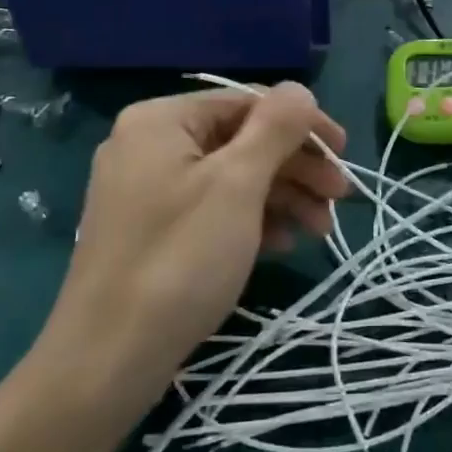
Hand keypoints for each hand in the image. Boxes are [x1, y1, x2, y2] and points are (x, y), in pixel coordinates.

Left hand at [37, 84, 348, 408]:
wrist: (106, 361)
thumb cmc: (179, 260)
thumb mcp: (236, 184)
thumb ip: (275, 127)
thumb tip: (299, 89)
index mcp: (162, 120)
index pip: (248, 103)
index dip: (303, 124)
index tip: (344, 154)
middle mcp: (150, 144)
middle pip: (242, 140)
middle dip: (296, 167)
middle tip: (340, 198)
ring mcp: (147, 189)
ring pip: (231, 177)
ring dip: (282, 196)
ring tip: (320, 230)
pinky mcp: (152, 229)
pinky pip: (212, 207)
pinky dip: (251, 219)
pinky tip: (282, 243)